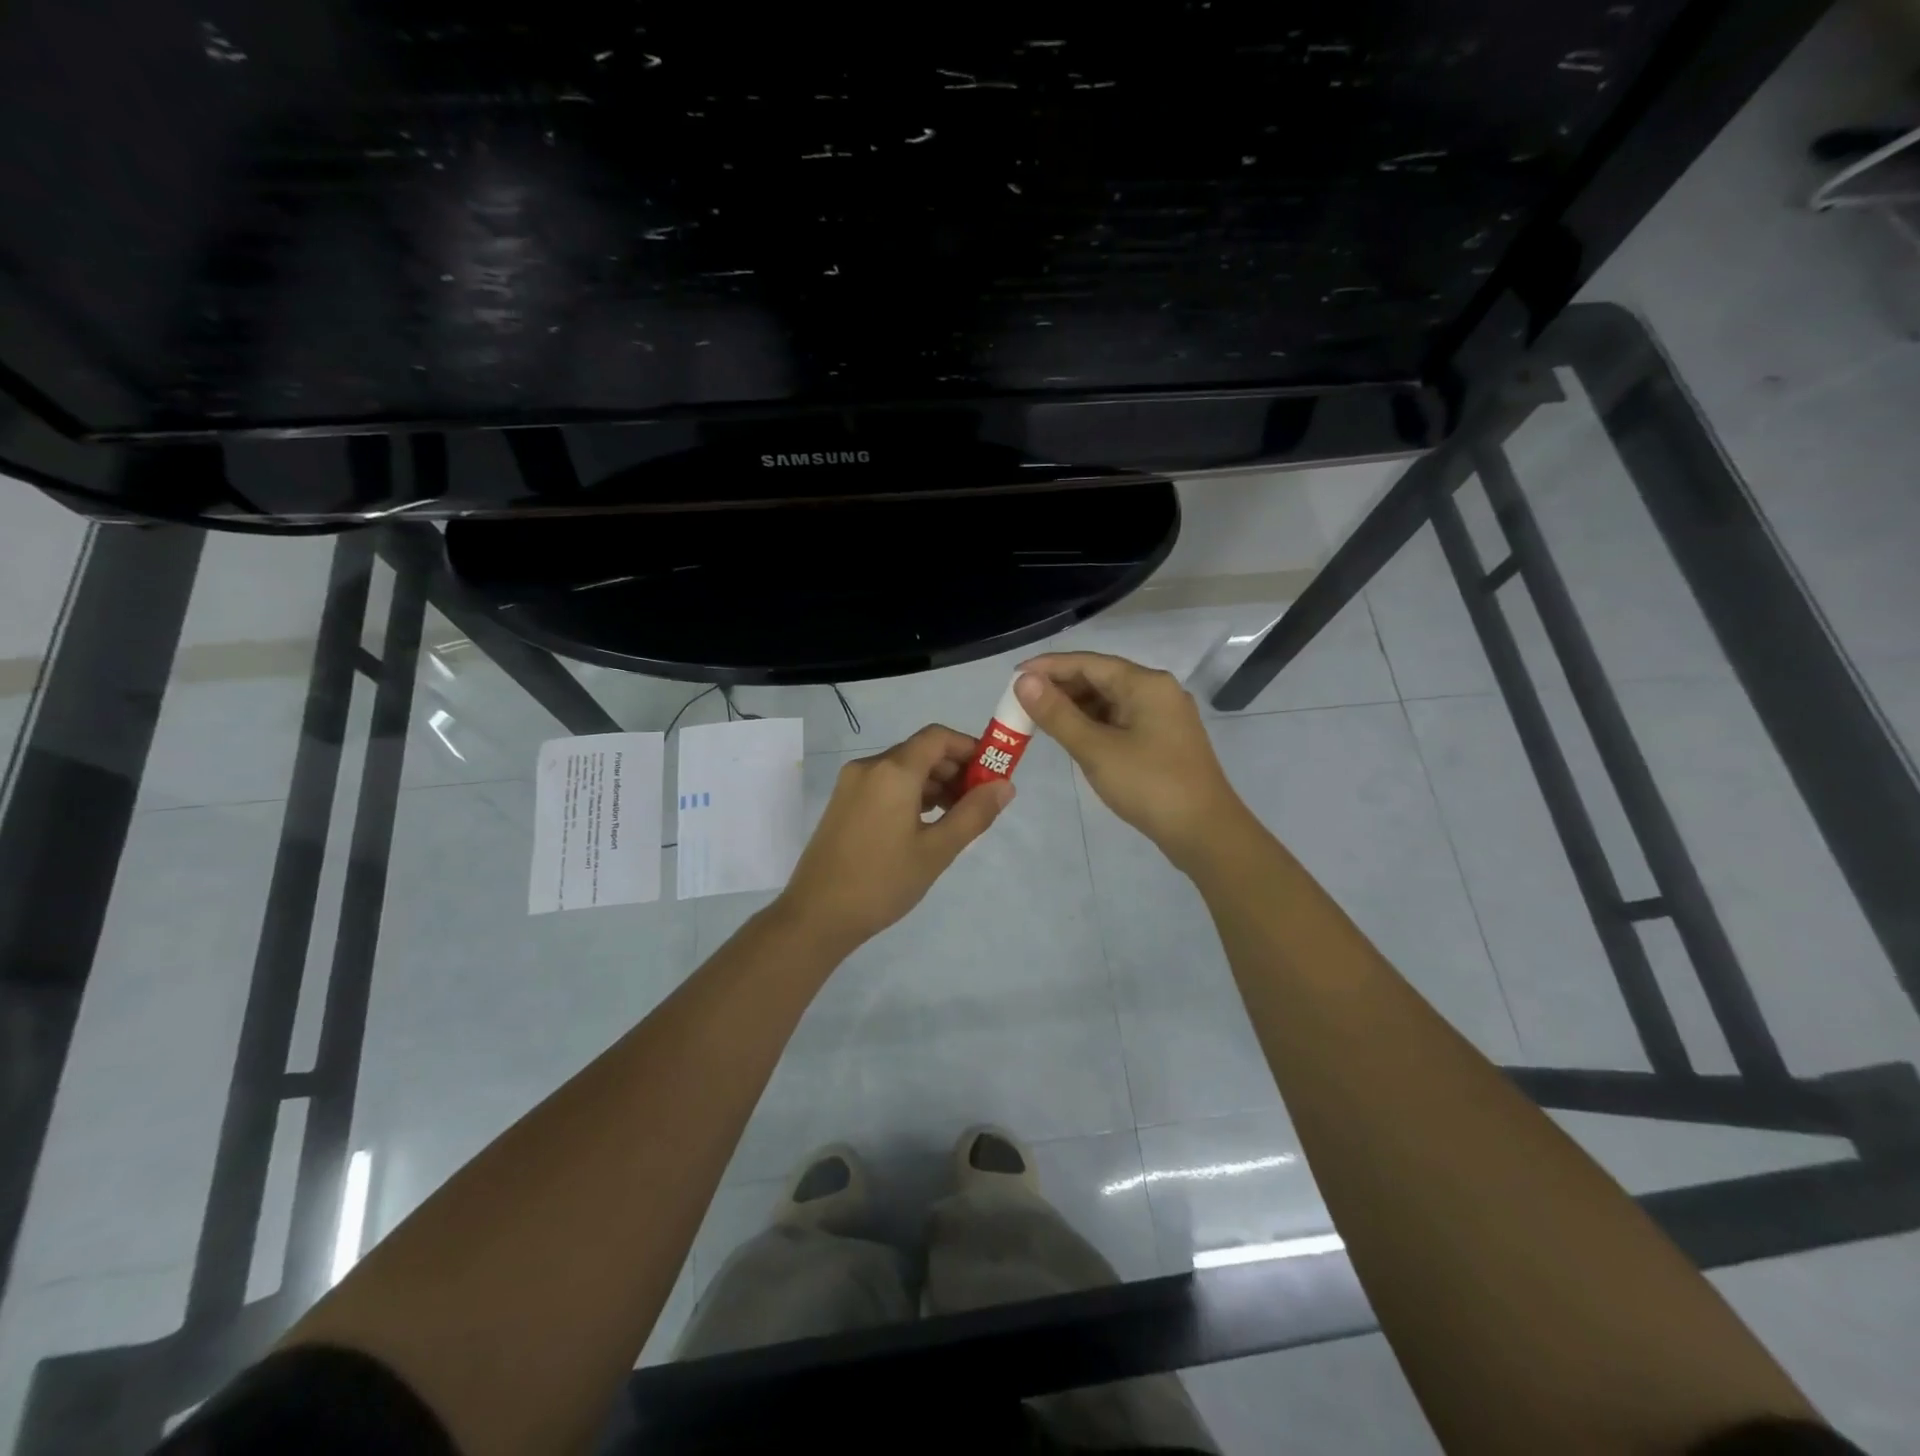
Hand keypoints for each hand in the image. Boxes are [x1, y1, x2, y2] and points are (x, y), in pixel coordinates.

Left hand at [772, 724, 1013, 953]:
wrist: (816, 915)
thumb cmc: (882, 882)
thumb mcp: (936, 850)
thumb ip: (974, 814)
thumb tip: (1005, 786)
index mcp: (892, 771)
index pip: (938, 737)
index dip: (970, 748)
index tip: (992, 774)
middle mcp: (869, 767)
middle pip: (921, 751)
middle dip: (955, 769)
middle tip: (979, 802)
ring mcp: (852, 784)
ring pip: (903, 768)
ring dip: (934, 783)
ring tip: (956, 817)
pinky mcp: (843, 803)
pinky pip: (885, 784)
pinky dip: (911, 793)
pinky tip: (925, 822)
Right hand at [1015, 653, 1247, 870]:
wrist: (1205, 832)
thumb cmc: (1149, 785)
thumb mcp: (1096, 749)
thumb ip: (1058, 714)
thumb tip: (1024, 681)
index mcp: (1145, 684)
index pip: (1088, 662)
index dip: (1048, 667)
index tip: (1013, 676)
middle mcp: (1158, 690)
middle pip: (1101, 677)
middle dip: (1060, 687)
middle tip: (1022, 702)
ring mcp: (1164, 716)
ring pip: (1111, 700)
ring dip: (1076, 706)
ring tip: (1041, 719)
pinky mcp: (1164, 739)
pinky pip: (1122, 719)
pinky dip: (1094, 723)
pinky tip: (1074, 735)